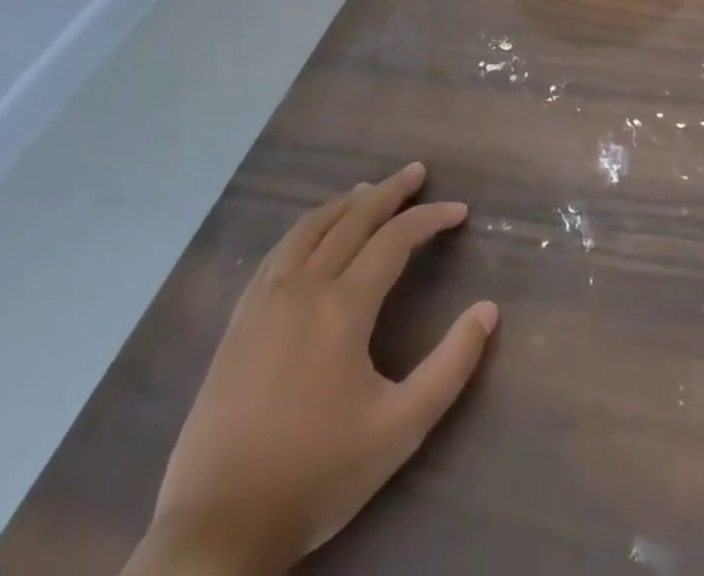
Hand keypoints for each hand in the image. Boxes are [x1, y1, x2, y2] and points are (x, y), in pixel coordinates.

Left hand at [128, 165, 497, 575]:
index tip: (460, 211)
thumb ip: (451, 365)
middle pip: (351, 220)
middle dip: (389, 192)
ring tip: (368, 189)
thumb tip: (488, 309)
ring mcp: (263, 303)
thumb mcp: (400, 429)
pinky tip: (311, 235)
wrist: (215, 532)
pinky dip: (305, 229)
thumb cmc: (315, 476)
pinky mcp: (237, 324)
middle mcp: (302, 289)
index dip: (430, 218)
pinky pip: (276, 254)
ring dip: (344, 203)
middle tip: (417, 172)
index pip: (395, 239)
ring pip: (308, 229)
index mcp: (342, 308)